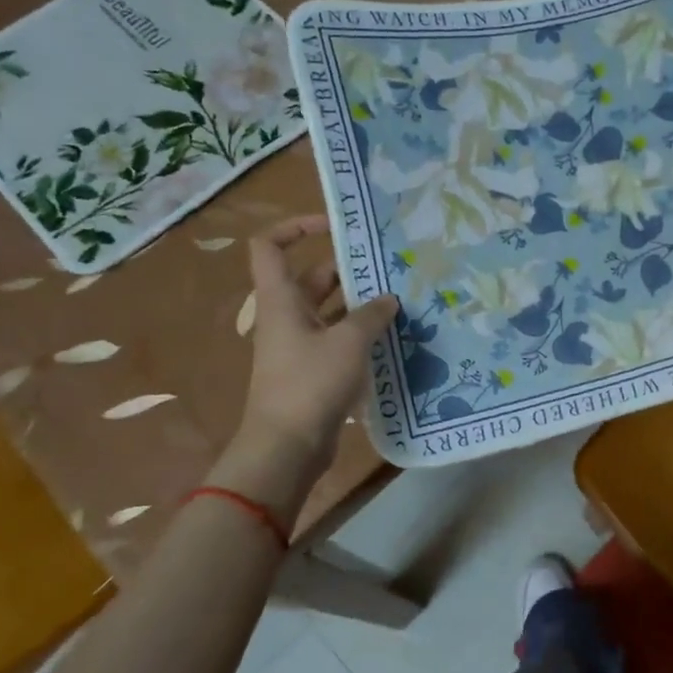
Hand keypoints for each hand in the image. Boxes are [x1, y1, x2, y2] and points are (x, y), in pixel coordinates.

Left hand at [228, 216, 398, 479]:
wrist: (288, 446)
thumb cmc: (310, 383)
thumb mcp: (349, 342)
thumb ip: (372, 315)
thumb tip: (389, 299)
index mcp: (282, 299)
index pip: (270, 246)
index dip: (296, 227)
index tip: (334, 226)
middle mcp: (287, 317)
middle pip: (312, 278)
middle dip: (348, 269)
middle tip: (390, 267)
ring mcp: (299, 346)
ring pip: (330, 311)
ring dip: (360, 305)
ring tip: (401, 300)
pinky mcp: (313, 371)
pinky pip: (338, 340)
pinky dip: (361, 335)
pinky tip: (394, 337)